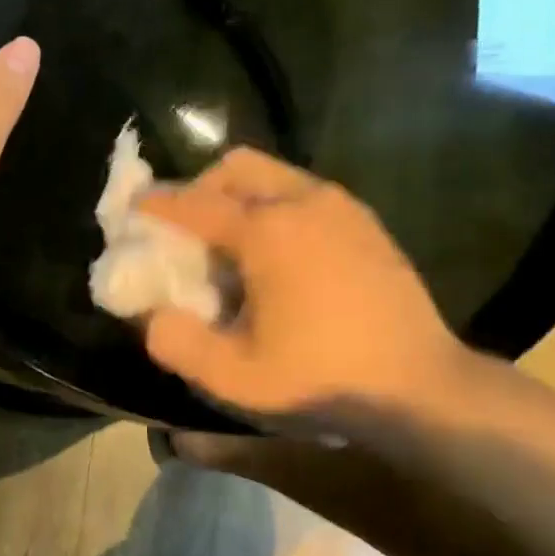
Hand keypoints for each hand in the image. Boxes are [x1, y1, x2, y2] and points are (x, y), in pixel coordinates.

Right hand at [139, 148, 469, 423]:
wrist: (421, 388)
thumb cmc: (321, 379)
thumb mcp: (233, 377)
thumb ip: (175, 341)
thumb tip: (151, 313)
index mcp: (267, 231)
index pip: (194, 203)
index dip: (156, 205)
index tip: (133, 210)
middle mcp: (304, 201)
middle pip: (236, 167)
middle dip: (201, 188)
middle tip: (186, 230)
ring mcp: (342, 207)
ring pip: (273, 175)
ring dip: (240, 197)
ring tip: (231, 246)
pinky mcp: (366, 223)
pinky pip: (304, 193)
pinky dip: (275, 208)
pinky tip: (278, 256)